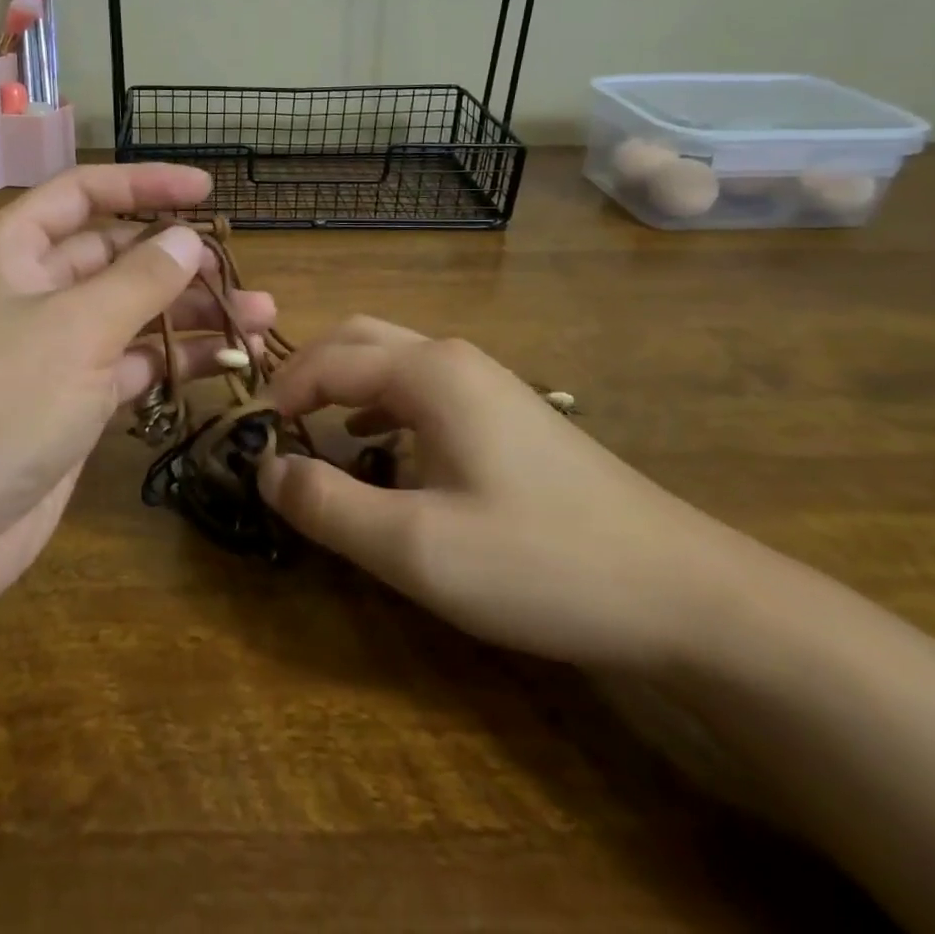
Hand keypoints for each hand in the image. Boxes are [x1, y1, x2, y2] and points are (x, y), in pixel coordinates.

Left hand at [0, 164, 274, 610]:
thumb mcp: (76, 328)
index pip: (84, 193)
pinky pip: (130, 363)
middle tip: (240, 272)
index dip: (145, 184)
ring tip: (258, 318)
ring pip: (129, 311)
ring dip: (188, 312)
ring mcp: (51, 347)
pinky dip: (173, 360)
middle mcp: (31, 288)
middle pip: (114, 254)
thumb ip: (140, 279)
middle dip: (177, 260)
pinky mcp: (70, 399)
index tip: (207, 190)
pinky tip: (226, 362)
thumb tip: (187, 239)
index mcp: (13, 248)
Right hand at [256, 317, 745, 674]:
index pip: (326, 361)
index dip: (278, 395)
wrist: (685, 593)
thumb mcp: (415, 546)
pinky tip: (377, 445)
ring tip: (311, 429)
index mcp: (427, 372)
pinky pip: (421, 388)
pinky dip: (379, 403)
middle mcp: (453, 359)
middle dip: (306, 372)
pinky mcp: (508, 413)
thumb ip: (327, 504)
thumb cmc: (539, 562)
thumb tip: (266, 469)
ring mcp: (487, 382)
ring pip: (391, 359)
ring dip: (342, 384)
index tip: (249, 438)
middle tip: (274, 423)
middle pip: (357, 340)